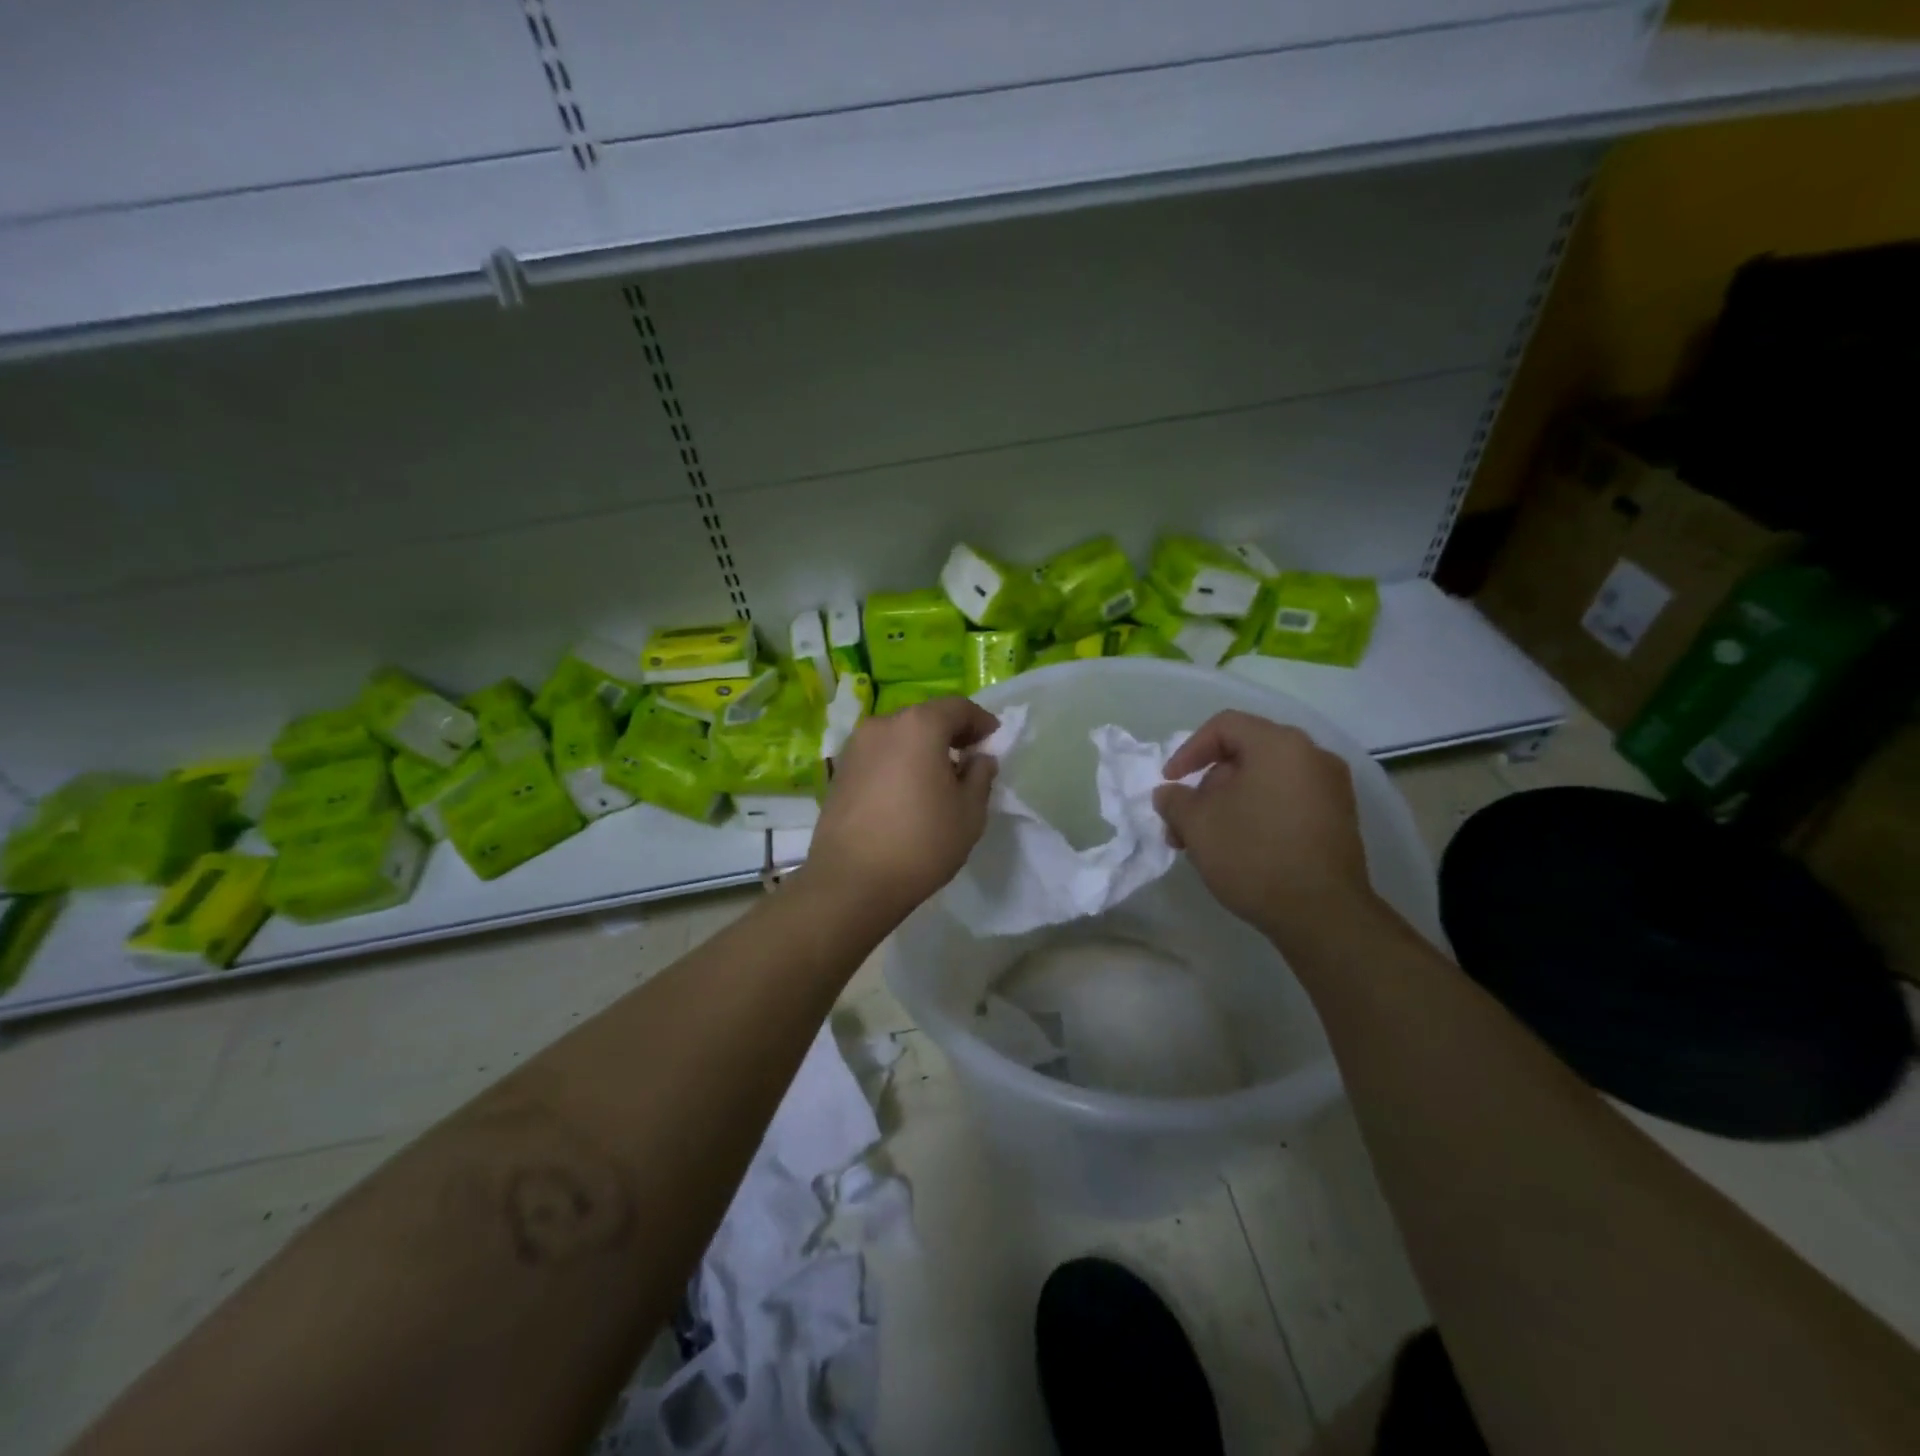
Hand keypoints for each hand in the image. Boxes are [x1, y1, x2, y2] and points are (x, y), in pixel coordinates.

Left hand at [807, 697, 998, 923]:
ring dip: (921, 748)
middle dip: (950, 733)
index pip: (958, 708)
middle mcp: (882, 725)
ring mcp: (855, 747)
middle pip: (925, 718)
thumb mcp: (970, 812)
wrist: (851, 882)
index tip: (993, 740)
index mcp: (919, 726)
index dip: (980, 721)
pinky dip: (898, 762)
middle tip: (968, 759)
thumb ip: (980, 776)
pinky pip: (879, 755)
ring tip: (937, 779)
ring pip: (899, 736)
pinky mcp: (839, 771)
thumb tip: (979, 758)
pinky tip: (907, 793)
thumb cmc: (921, 843)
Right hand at [1155, 711, 1381, 950]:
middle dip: (1207, 785)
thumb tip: (1169, 793)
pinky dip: (1258, 813)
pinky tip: (1239, 848)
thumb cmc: (1253, 855)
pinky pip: (1288, 800)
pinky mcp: (1339, 819)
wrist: (1322, 914)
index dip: (1188, 750)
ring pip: (1265, 781)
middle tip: (1184, 821)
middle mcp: (1312, 755)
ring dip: (1229, 803)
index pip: (1224, 726)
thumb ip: (1175, 800)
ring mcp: (1332, 788)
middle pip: (1245, 754)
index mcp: (1279, 744)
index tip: (1170, 782)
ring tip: (1205, 842)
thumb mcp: (1197, 825)